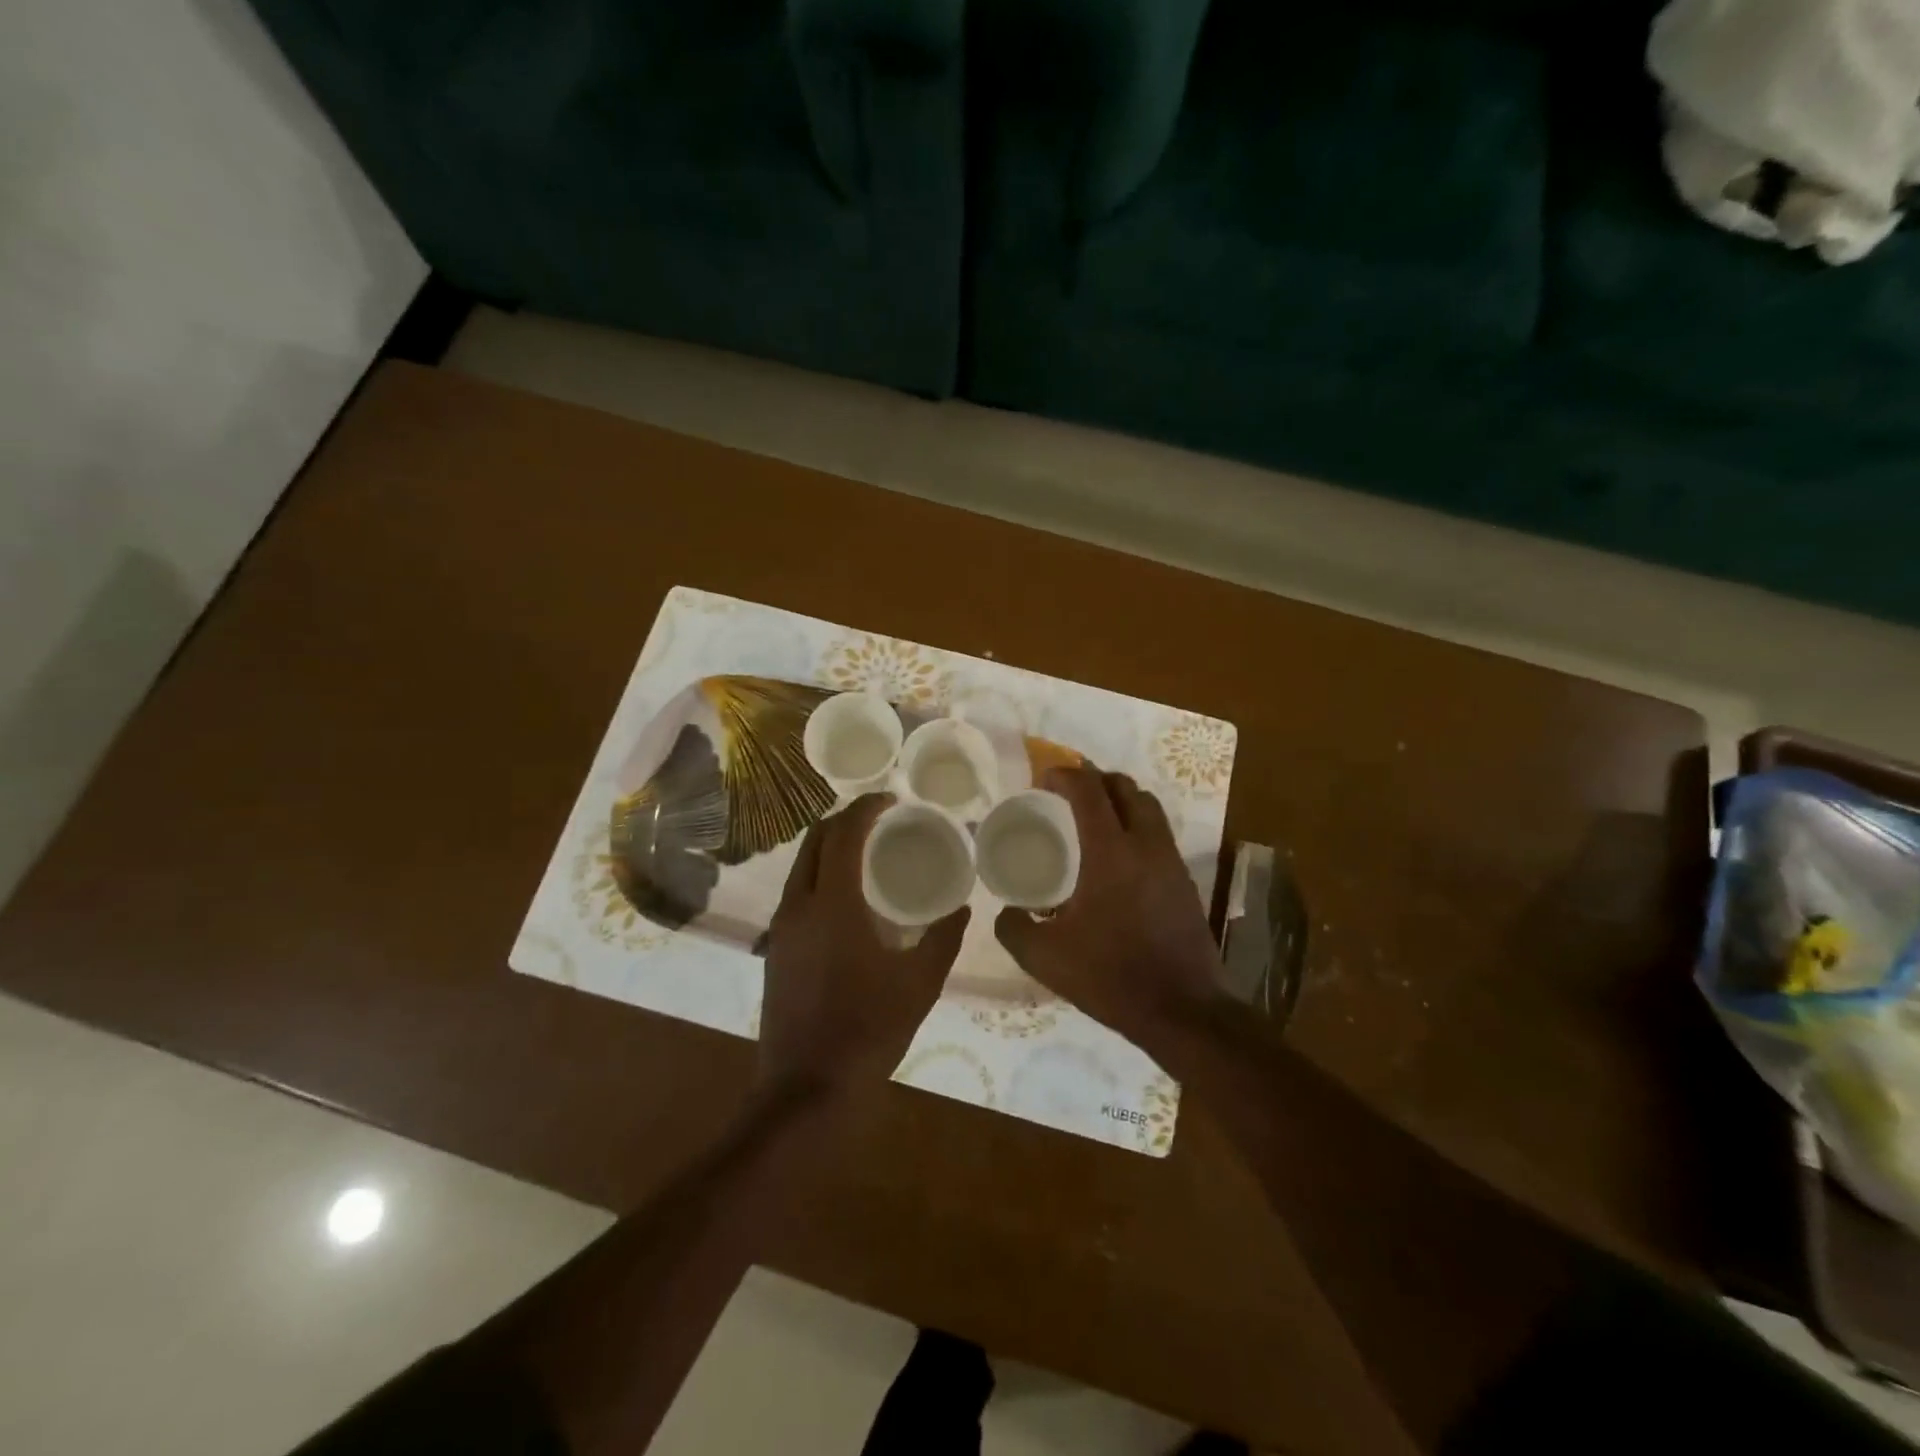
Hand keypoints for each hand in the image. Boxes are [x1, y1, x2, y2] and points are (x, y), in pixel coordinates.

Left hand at [759, 795, 970, 1095]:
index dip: (865, 808)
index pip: (844, 835)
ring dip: (829, 847)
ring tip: (866, 853)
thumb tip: (962, 908)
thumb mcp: (920, 984)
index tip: (891, 799)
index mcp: (834, 905)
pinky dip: (820, 876)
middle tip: (879, 820)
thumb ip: (943, 939)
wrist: (807, 1089)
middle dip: (844, 820)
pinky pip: (796, 892)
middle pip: (815, 841)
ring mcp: (781, 928)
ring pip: (800, 866)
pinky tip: (847, 899)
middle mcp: (799, 906)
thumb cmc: (869, 1030)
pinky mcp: (775, 949)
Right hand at [994, 766, 1222, 1058]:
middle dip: (1095, 779)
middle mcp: (1146, 845)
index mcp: (1110, 852)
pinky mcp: (1185, 881)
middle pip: (1125, 787)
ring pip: (1148, 807)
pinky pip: (1159, 833)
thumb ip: (1015, 929)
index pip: (1089, 790)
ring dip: (1120, 799)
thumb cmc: (1111, 976)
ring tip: (1093, 817)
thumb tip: (1006, 913)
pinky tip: (1117, 857)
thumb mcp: (1045, 958)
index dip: (1064, 775)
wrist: (1182, 1010)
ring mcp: (1171, 861)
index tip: (1042, 780)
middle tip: (1067, 793)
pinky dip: (1136, 826)